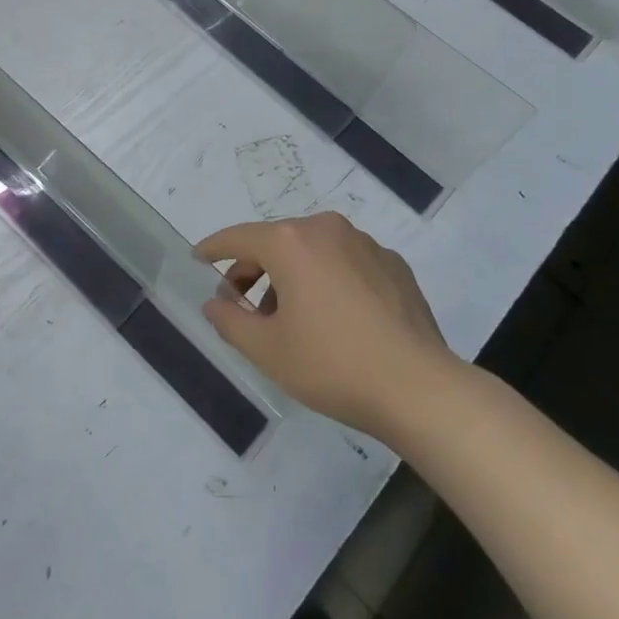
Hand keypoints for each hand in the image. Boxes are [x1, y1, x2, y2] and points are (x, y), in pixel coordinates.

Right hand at [196, 212, 455, 437]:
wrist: (419, 388)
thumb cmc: (332, 365)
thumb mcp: (266, 349)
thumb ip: (229, 320)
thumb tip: (216, 301)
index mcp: (290, 242)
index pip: (238, 237)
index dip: (214, 249)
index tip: (199, 259)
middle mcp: (326, 229)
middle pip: (276, 242)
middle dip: (253, 270)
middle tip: (242, 306)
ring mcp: (365, 244)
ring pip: (312, 251)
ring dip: (292, 276)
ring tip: (289, 319)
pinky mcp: (393, 264)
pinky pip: (346, 262)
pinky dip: (328, 279)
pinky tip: (335, 319)